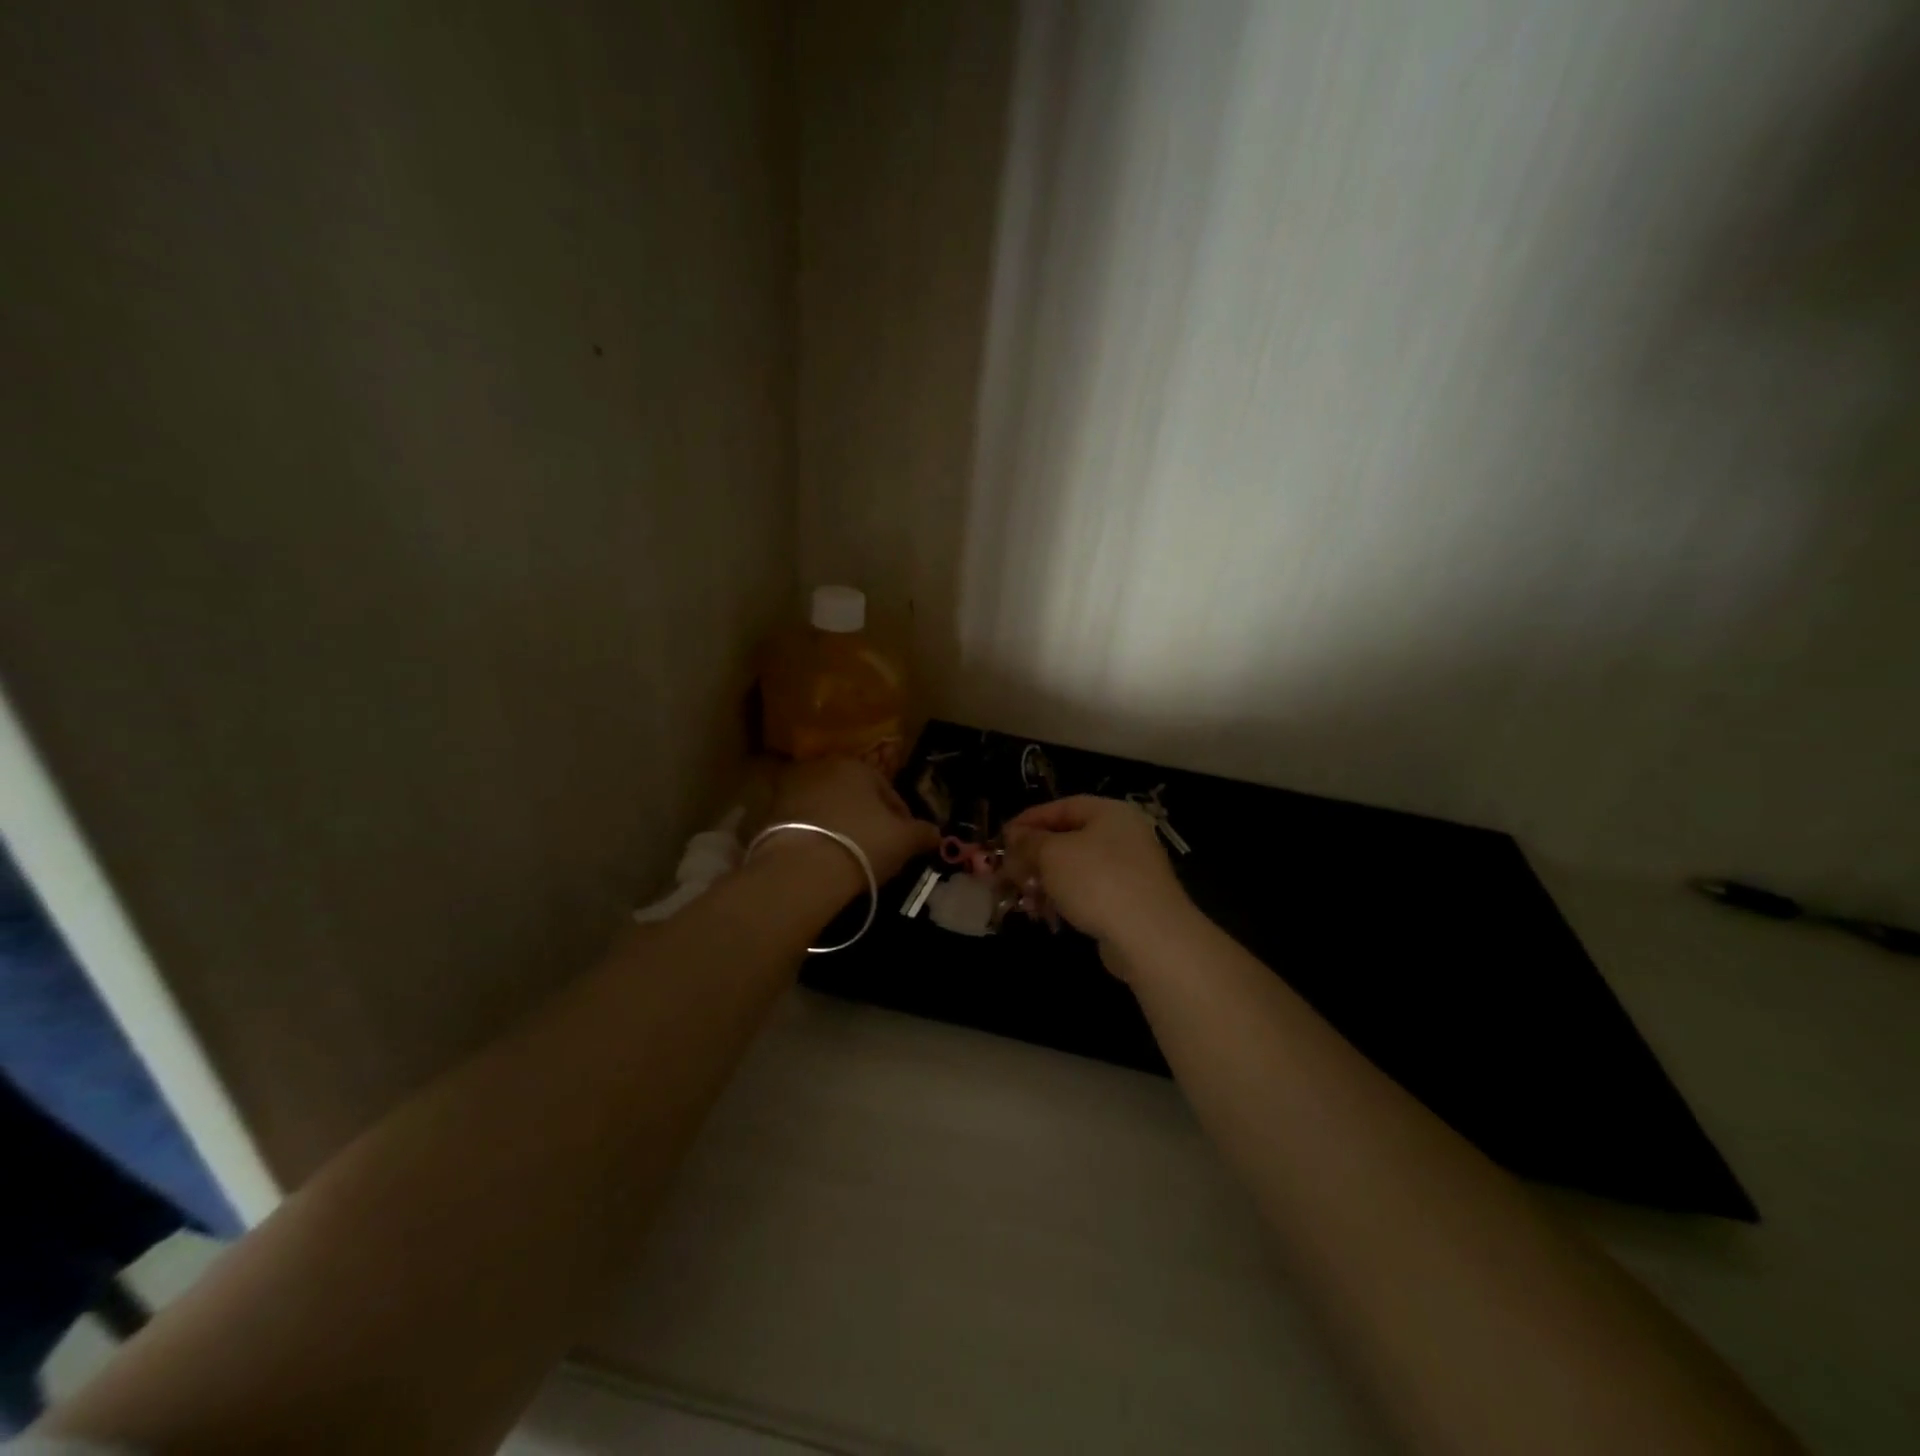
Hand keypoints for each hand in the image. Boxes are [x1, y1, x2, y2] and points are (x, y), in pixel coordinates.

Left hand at [763, 757, 939, 886]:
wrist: (801, 870)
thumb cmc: (862, 844)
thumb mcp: (905, 841)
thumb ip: (923, 833)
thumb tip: (936, 834)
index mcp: (857, 766)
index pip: (888, 791)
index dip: (902, 818)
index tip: (906, 843)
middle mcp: (822, 768)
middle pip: (854, 796)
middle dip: (867, 818)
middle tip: (878, 849)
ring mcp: (791, 790)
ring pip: (827, 809)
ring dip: (839, 826)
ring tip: (850, 856)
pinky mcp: (768, 815)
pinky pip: (803, 826)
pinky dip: (815, 838)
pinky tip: (824, 861)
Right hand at [1005, 795, 1192, 953]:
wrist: (1150, 936)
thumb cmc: (1097, 881)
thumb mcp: (1052, 854)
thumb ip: (1029, 842)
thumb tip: (1014, 836)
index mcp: (1110, 813)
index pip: (1062, 807)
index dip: (1029, 821)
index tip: (1002, 838)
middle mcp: (1124, 835)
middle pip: (1068, 839)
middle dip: (1034, 856)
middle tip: (1008, 873)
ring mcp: (1130, 870)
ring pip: (1076, 869)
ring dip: (1046, 881)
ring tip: (1024, 899)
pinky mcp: (1130, 902)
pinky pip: (1089, 892)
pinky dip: (1065, 899)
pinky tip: (1047, 915)